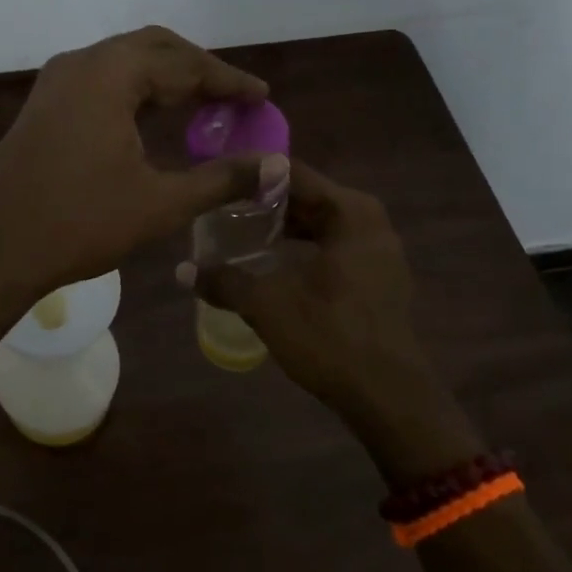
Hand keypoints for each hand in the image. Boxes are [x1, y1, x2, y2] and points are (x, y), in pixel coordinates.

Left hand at [0, 27, 282, 300]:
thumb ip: (221, 178)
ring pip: (124, 61)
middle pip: (154, 48)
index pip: (185, 64)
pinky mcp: (44, 104)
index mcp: (110, 74)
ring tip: (202, 106)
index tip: (262, 97)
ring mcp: (56, 82)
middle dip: (197, 69)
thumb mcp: (160, 203)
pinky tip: (153, 118)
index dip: (228, 81)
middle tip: (233, 98)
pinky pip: (101, 80)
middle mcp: (81, 63)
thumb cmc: (79, 222)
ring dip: (165, 77)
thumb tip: (276, 167)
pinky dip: (135, 90)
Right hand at [180, 161, 477, 480]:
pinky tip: (270, 262)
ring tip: (238, 232)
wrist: (389, 398)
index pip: (292, 172)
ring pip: (319, 222)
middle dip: (263, 201)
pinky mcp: (377, 276)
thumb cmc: (330, 337)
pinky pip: (332, 244)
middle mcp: (369, 220)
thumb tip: (182, 271)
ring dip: (281, 226)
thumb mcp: (267, 305)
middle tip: (221, 207)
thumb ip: (224, 281)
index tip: (217, 180)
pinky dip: (302, 246)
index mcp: (349, 212)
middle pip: (306, 196)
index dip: (251, 174)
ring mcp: (378, 249)